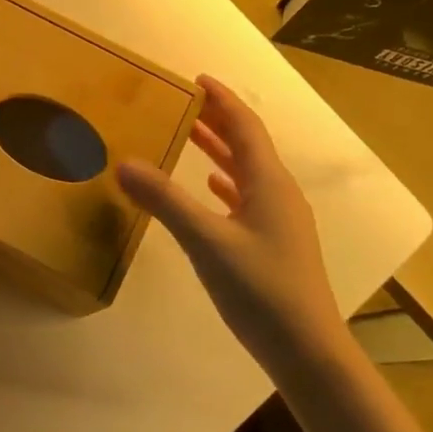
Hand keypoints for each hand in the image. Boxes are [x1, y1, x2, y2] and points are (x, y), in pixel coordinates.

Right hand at [118, 76, 344, 387]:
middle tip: (184, 103)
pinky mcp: (276, 244)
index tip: (196, 79)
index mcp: (269, 183)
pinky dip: (227, 184)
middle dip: (218, 121)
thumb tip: (124, 162)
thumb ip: (165, 201)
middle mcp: (279, 193)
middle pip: (248, 144)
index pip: (245, 126)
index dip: (222, 99)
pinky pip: (249, 197)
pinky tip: (211, 188)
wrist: (308, 352)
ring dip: (221, 150)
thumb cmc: (261, 290)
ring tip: (191, 137)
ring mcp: (280, 220)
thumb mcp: (207, 243)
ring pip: (248, 171)